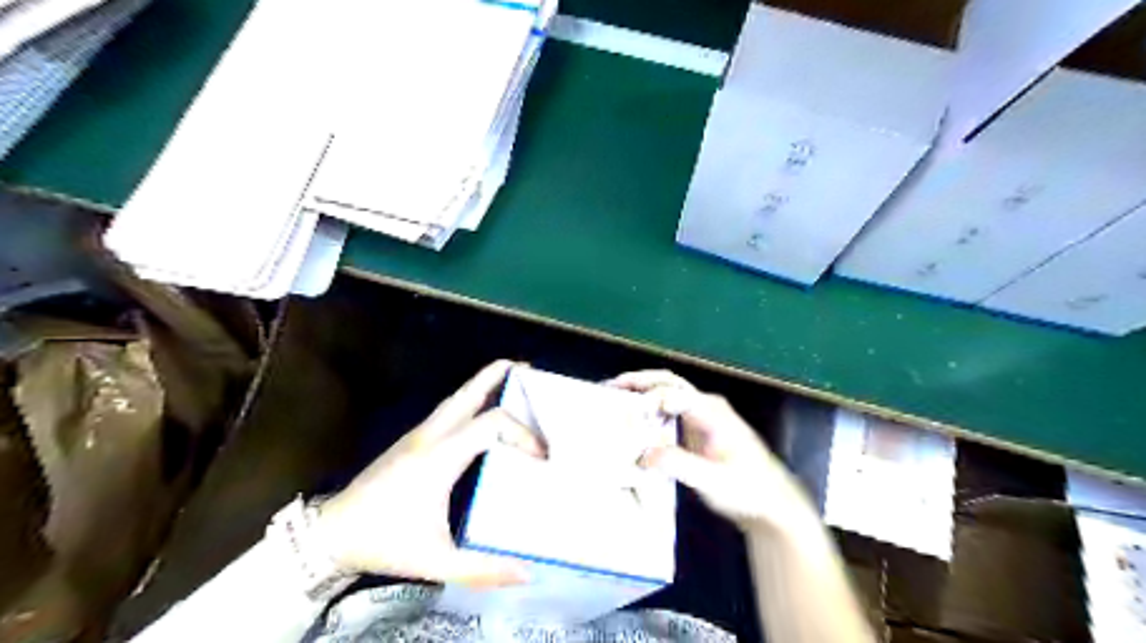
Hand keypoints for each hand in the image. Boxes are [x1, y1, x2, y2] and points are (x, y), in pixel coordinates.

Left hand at [311, 361, 543, 588]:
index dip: (523, 434)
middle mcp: (432, 436)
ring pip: (457, 397)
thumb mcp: (436, 562)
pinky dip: (472, 399)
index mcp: (441, 457)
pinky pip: (449, 409)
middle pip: (469, 392)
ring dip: (484, 384)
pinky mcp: (412, 439)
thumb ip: (483, 569)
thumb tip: (528, 572)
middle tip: (528, 369)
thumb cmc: (385, 542)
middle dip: (498, 375)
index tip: (542, 457)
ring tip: (511, 379)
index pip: (492, 425)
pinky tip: (482, 411)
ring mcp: (419, 433)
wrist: (331, 533)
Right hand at [612, 370, 817, 533]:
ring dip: (641, 392)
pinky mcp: (696, 430)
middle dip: (639, 382)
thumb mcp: (713, 481)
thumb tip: (643, 454)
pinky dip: (647, 410)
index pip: (675, 393)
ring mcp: (701, 416)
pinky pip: (668, 411)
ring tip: (614, 399)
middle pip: (669, 382)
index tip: (628, 413)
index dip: (650, 398)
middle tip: (610, 387)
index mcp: (711, 412)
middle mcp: (705, 406)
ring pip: (667, 393)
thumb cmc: (747, 490)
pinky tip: (633, 421)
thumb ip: (679, 465)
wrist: (770, 503)